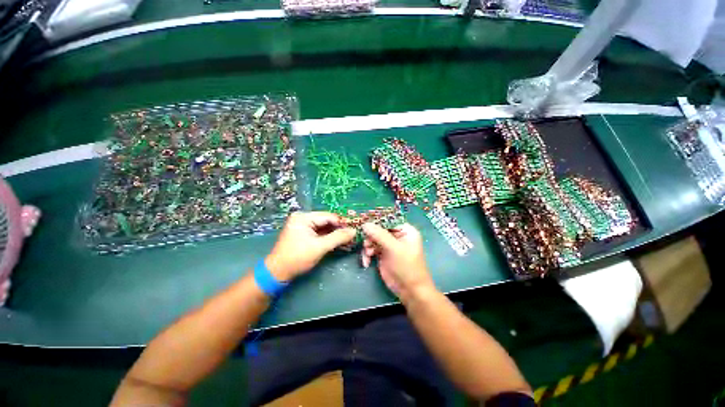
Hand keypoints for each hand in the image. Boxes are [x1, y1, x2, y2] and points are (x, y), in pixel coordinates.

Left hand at [265, 212, 355, 281]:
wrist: (277, 272)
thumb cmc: (297, 258)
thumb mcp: (320, 247)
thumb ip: (338, 238)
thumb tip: (354, 231)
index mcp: (304, 217)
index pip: (328, 216)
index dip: (342, 223)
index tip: (354, 230)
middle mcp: (303, 218)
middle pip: (326, 221)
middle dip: (339, 229)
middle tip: (352, 236)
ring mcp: (302, 226)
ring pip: (324, 227)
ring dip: (335, 234)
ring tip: (347, 240)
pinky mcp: (303, 233)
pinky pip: (319, 232)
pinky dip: (328, 237)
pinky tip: (337, 242)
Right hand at [361, 223, 435, 300]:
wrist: (410, 290)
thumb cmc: (407, 267)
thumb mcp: (394, 249)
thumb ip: (379, 235)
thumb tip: (365, 224)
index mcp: (405, 230)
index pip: (388, 220)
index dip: (376, 221)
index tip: (364, 224)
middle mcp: (397, 235)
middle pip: (379, 229)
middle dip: (371, 236)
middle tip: (366, 244)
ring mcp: (389, 245)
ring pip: (373, 239)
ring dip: (368, 246)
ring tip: (368, 254)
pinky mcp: (382, 254)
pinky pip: (371, 249)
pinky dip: (367, 254)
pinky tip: (366, 262)